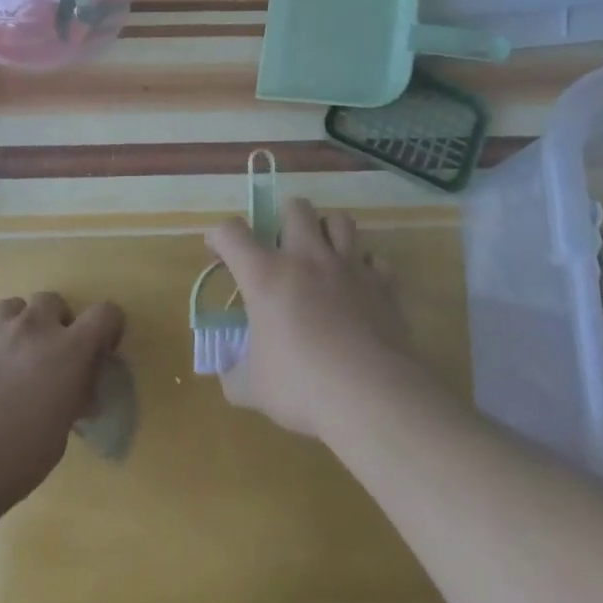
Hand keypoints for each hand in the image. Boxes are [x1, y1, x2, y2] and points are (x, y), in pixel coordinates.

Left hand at [0, 293, 124, 499]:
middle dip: (54, 320)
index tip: (101, 349)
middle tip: (49, 351)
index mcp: (71, 348)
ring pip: (12, 306)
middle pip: (52, 300)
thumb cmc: (25, 451)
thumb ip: (73, 396)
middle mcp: (36, 327)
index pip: (105, 313)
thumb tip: (75, 392)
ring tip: (12, 354)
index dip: (108, 327)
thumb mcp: (64, 425)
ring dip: (18, 324)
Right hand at [206, 198, 413, 439]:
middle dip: (284, 219)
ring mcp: (348, 266)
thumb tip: (229, 373)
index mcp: (266, 275)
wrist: (372, 395)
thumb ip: (234, 375)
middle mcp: (306, 257)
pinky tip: (359, 289)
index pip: (232, 232)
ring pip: (340, 220)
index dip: (220, 237)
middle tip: (282, 250)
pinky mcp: (382, 283)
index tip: (220, 253)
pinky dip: (366, 269)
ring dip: (328, 232)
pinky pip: (375, 259)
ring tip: (323, 257)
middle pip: (295, 207)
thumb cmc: (303, 387)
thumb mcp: (253, 389)